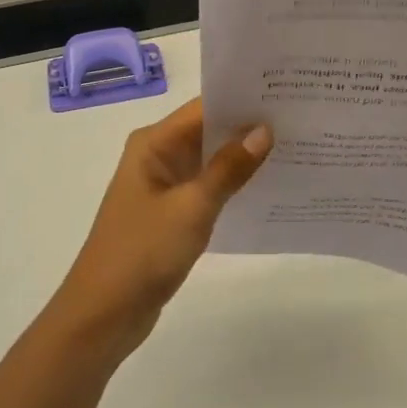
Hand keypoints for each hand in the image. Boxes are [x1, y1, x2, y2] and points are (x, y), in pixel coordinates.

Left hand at [47, 98, 273, 357]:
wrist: (104, 314)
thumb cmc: (143, 252)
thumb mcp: (192, 207)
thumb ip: (229, 168)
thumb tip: (264, 130)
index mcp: (154, 143)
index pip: (204, 107)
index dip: (244, 99)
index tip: (287, 93)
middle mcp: (157, 155)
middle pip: (209, 130)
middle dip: (250, 126)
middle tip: (302, 118)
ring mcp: (164, 185)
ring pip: (211, 159)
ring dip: (244, 156)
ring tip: (296, 146)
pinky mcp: (172, 212)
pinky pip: (209, 186)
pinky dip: (233, 183)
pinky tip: (269, 185)